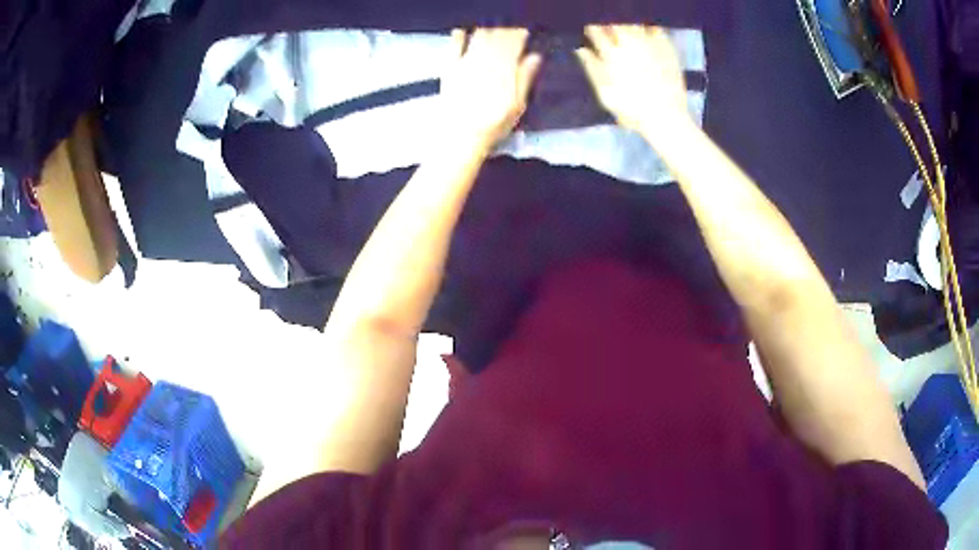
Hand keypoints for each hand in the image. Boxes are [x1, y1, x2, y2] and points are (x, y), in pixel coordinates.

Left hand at [440, 28, 541, 152]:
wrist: (460, 136)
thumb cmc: (492, 124)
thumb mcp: (517, 105)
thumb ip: (525, 78)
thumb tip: (535, 57)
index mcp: (505, 69)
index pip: (514, 42)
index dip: (520, 34)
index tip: (524, 33)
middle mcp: (486, 61)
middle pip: (497, 36)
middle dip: (505, 31)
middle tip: (510, 32)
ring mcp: (466, 62)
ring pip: (479, 36)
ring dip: (488, 30)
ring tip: (493, 32)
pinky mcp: (450, 67)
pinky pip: (455, 45)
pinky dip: (460, 35)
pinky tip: (464, 31)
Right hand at [576, 25, 691, 137]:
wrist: (666, 117)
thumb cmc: (631, 110)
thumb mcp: (604, 93)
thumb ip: (592, 68)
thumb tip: (581, 50)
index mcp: (611, 54)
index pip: (596, 32)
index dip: (592, 28)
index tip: (591, 29)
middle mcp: (629, 44)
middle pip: (615, 23)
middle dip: (609, 23)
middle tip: (609, 28)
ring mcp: (649, 44)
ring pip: (634, 23)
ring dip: (627, 23)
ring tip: (626, 28)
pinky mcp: (667, 48)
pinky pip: (655, 29)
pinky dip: (648, 27)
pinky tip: (646, 31)